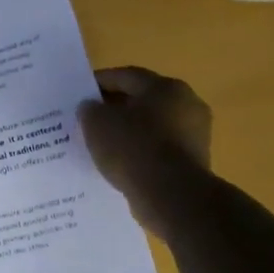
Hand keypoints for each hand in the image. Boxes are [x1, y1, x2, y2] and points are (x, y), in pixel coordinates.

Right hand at [78, 67, 213, 240]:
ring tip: (102, 145)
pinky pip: (159, 150)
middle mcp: (186, 104)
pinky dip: (141, 153)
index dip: (99, 82)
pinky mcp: (194, 162)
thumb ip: (90, 109)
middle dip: (115, 108)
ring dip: (129, 132)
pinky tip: (121, 164)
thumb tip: (92, 107)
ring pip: (152, 127)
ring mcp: (195, 135)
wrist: (171, 196)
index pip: (126, 76)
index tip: (79, 92)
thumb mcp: (97, 123)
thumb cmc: (133, 148)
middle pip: (142, 100)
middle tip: (89, 119)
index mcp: (165, 87)